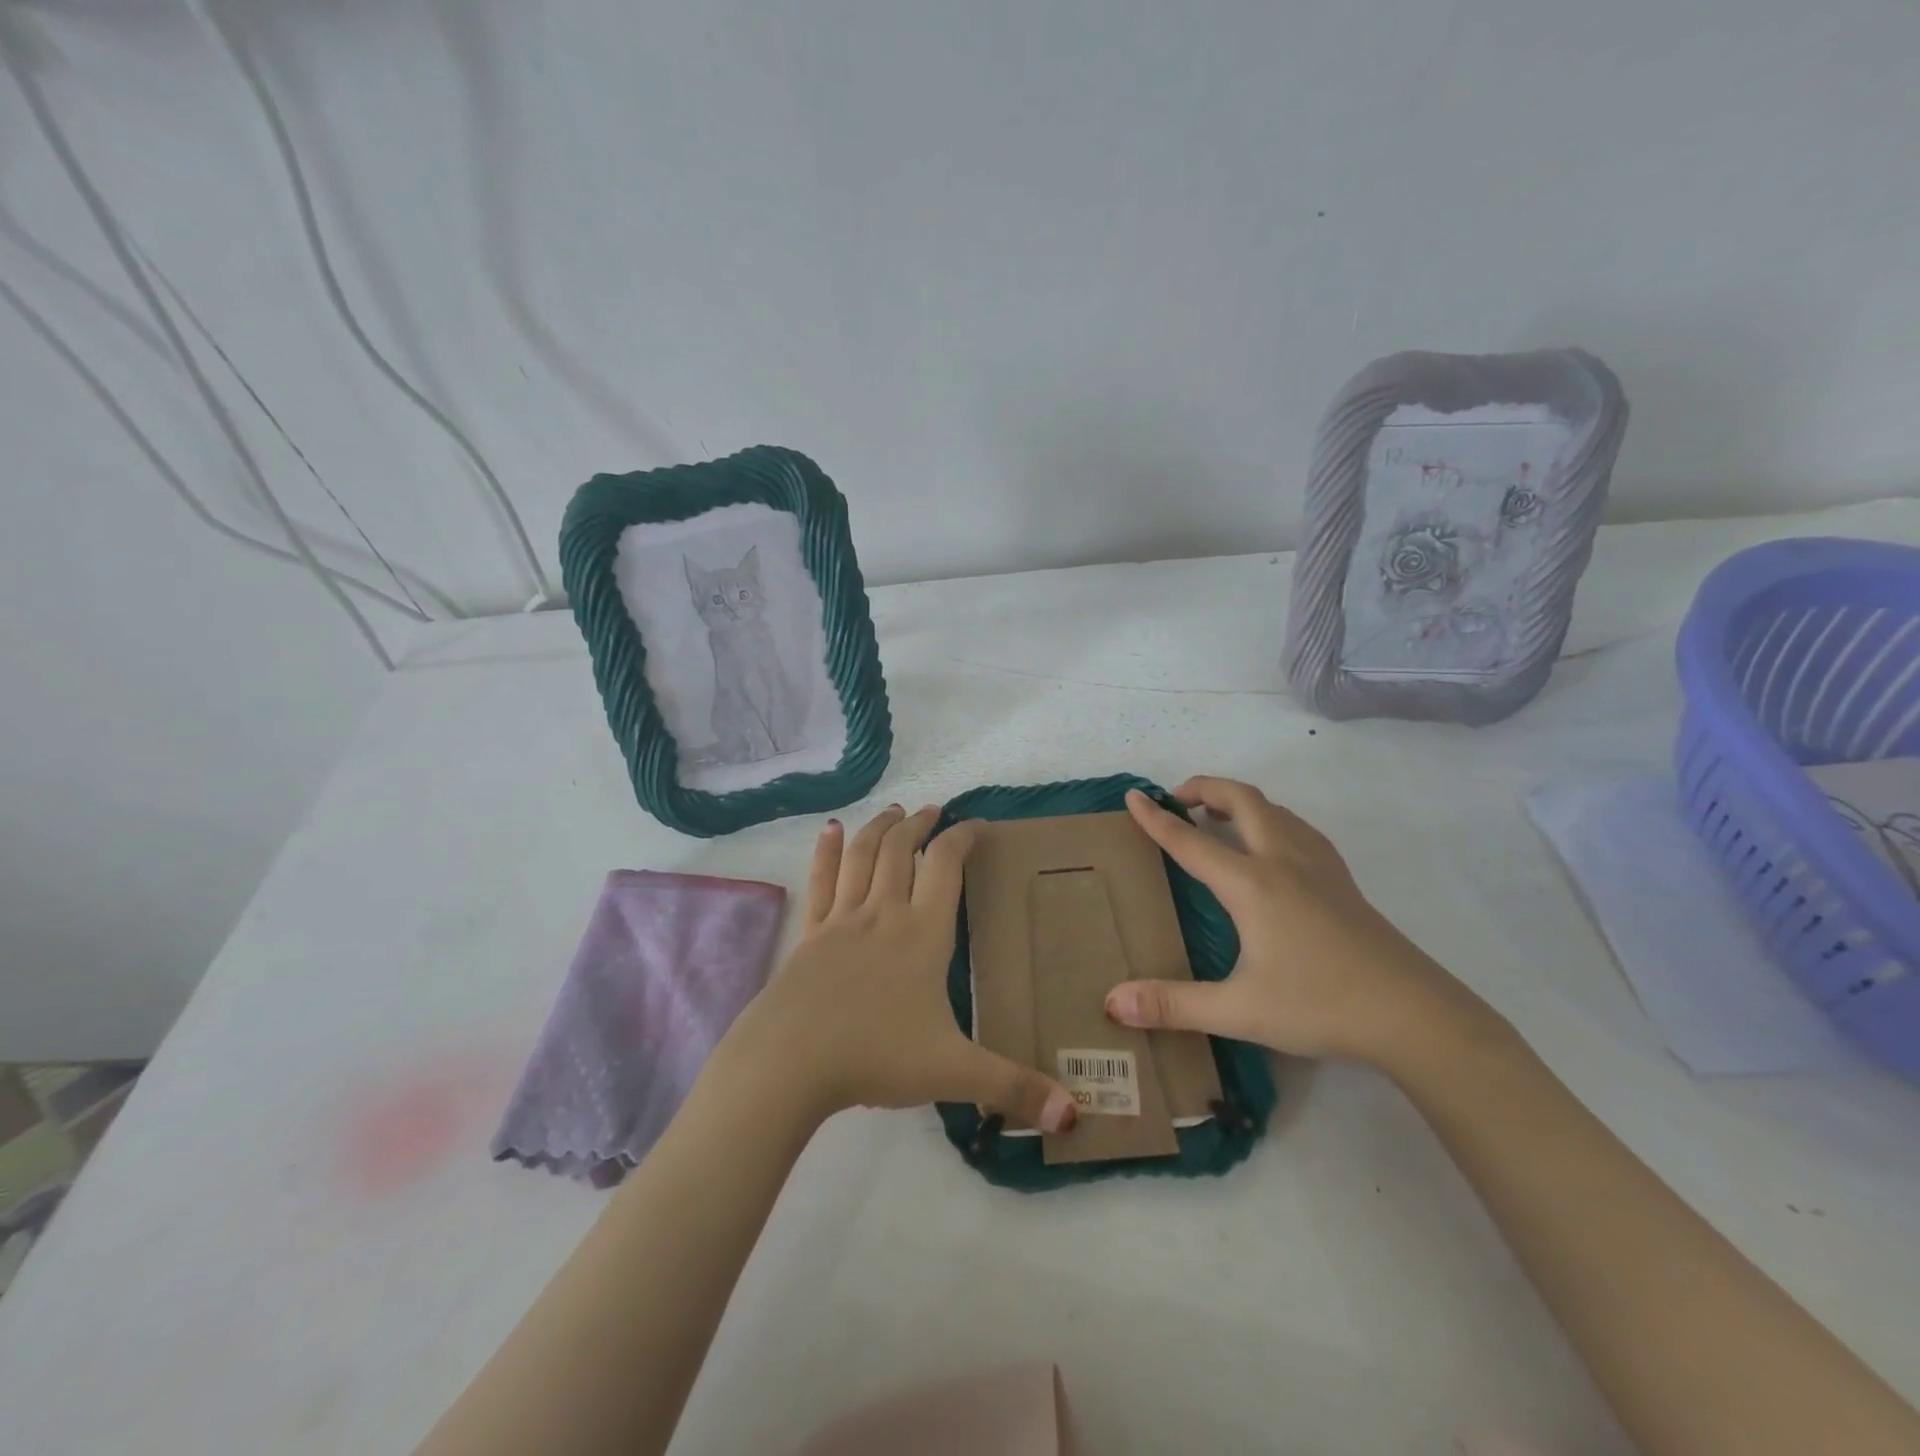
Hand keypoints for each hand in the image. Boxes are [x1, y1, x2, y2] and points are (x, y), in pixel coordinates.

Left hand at [714, 805, 1077, 1132]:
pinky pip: (820, 881)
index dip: (963, 837)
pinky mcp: (809, 934)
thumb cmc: (876, 1056)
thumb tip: (1074, 1114)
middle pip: (901, 850)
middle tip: (932, 810)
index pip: (946, 866)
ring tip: (893, 810)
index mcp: (923, 934)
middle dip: (919, 824)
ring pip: (862, 856)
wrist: (791, 1061)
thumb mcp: (953, 1072)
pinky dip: (826, 851)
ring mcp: (841, 920)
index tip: (977, 824)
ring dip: (879, 827)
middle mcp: (883, 913)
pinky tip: (829, 829)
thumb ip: (1013, 1088)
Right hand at [1104, 777, 1491, 1066]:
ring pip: (1274, 809)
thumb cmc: (1321, 1005)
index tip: (1132, 797)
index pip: (1191, 841)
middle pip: (1242, 799)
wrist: (1414, 1015)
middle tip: (1177, 801)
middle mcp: (1283, 860)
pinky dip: (1270, 819)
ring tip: (1217, 818)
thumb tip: (1114, 1003)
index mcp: (1251, 884)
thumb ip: (1173, 1005)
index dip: (1157, 819)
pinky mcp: (1343, 881)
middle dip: (1204, 788)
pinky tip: (1271, 846)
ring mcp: (1319, 866)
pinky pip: (1297, 828)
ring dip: (1239, 801)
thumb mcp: (1239, 1011)